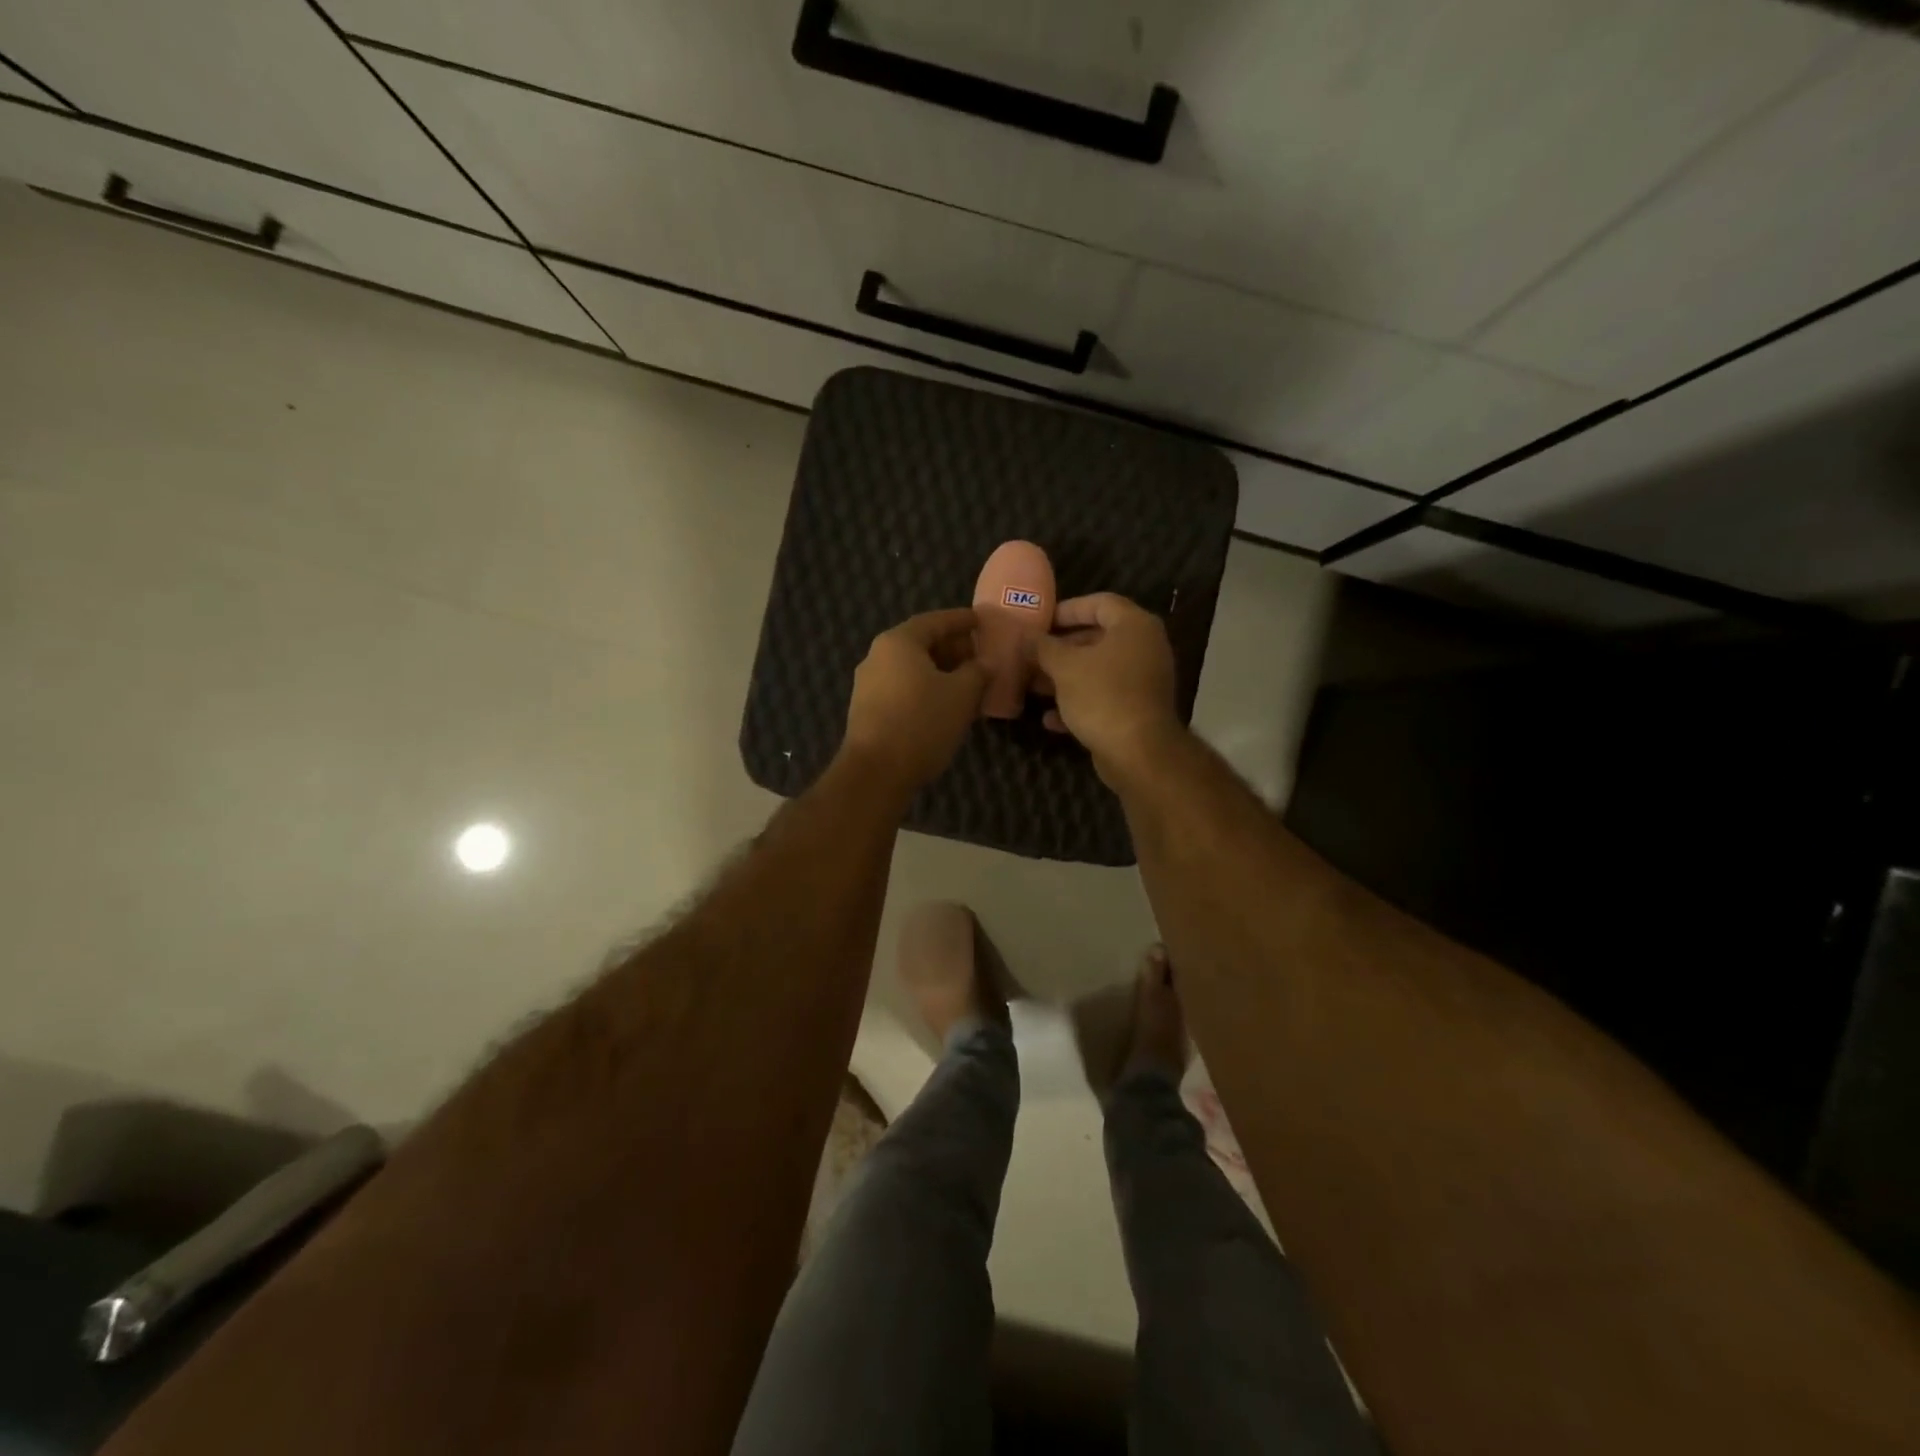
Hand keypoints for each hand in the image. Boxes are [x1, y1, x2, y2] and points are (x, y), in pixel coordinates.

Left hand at [842, 607, 988, 793]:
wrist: (876, 772)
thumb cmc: (922, 723)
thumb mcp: (962, 695)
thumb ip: (978, 672)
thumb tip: (986, 663)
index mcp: (899, 642)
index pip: (935, 621)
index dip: (961, 620)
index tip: (982, 621)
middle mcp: (878, 656)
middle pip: (920, 643)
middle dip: (952, 648)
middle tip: (978, 654)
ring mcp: (868, 684)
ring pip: (911, 668)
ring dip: (940, 671)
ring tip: (968, 681)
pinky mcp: (867, 710)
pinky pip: (902, 688)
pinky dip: (926, 688)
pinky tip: (945, 704)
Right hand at [1031, 593, 1181, 780]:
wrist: (1138, 752)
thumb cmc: (1103, 696)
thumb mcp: (1064, 667)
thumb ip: (1043, 647)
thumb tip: (1025, 636)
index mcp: (1134, 626)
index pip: (1100, 602)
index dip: (1067, 609)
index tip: (1041, 621)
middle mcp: (1145, 648)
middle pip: (1098, 638)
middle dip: (1061, 648)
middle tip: (1032, 654)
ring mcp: (1143, 680)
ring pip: (1098, 670)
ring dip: (1066, 677)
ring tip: (1034, 686)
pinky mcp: (1138, 710)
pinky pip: (1104, 697)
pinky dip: (1079, 703)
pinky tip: (1050, 719)